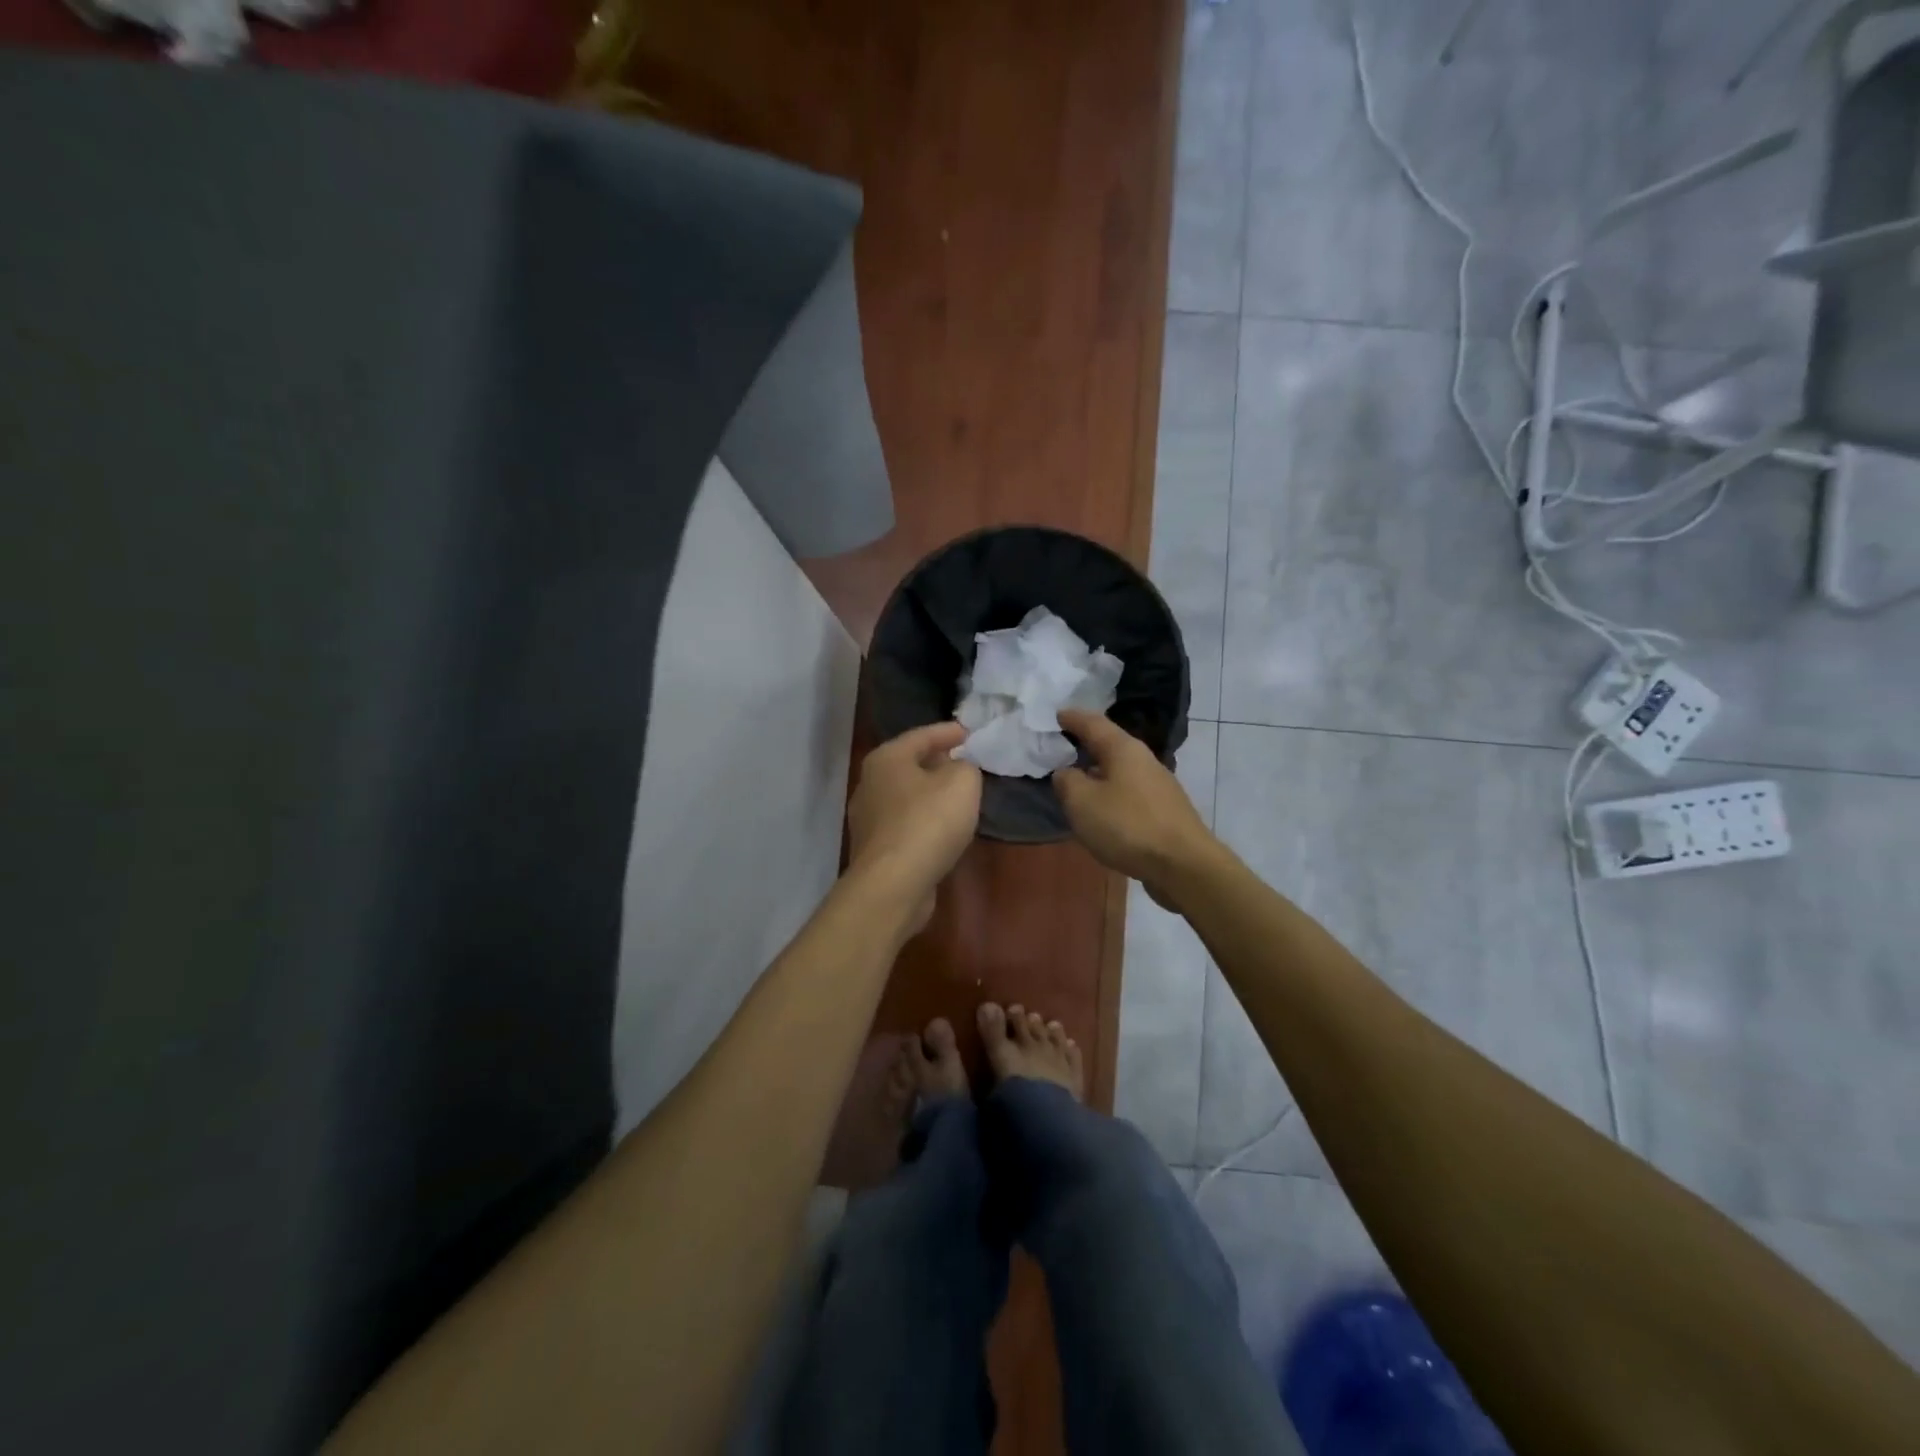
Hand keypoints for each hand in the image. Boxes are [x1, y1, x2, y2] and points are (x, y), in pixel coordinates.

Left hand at [847, 722, 982, 931]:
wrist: (893, 884)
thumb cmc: (928, 822)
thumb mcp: (962, 783)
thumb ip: (965, 767)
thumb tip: (957, 770)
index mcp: (886, 759)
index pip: (921, 735)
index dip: (948, 732)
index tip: (969, 732)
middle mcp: (869, 784)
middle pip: (909, 765)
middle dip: (937, 761)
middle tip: (963, 761)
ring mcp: (868, 819)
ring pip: (906, 796)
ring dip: (930, 794)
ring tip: (957, 795)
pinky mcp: (875, 850)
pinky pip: (905, 825)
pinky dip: (924, 820)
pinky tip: (943, 828)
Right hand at [1054, 710, 1217, 900]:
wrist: (1184, 866)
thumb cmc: (1127, 826)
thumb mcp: (1082, 802)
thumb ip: (1067, 781)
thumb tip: (1066, 772)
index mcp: (1123, 749)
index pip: (1093, 722)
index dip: (1072, 718)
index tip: (1055, 714)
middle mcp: (1144, 760)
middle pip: (1110, 745)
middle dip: (1085, 745)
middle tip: (1061, 747)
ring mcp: (1158, 786)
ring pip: (1120, 771)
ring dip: (1098, 773)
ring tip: (1077, 781)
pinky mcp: (1164, 811)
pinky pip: (1129, 793)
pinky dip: (1111, 794)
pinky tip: (1102, 810)